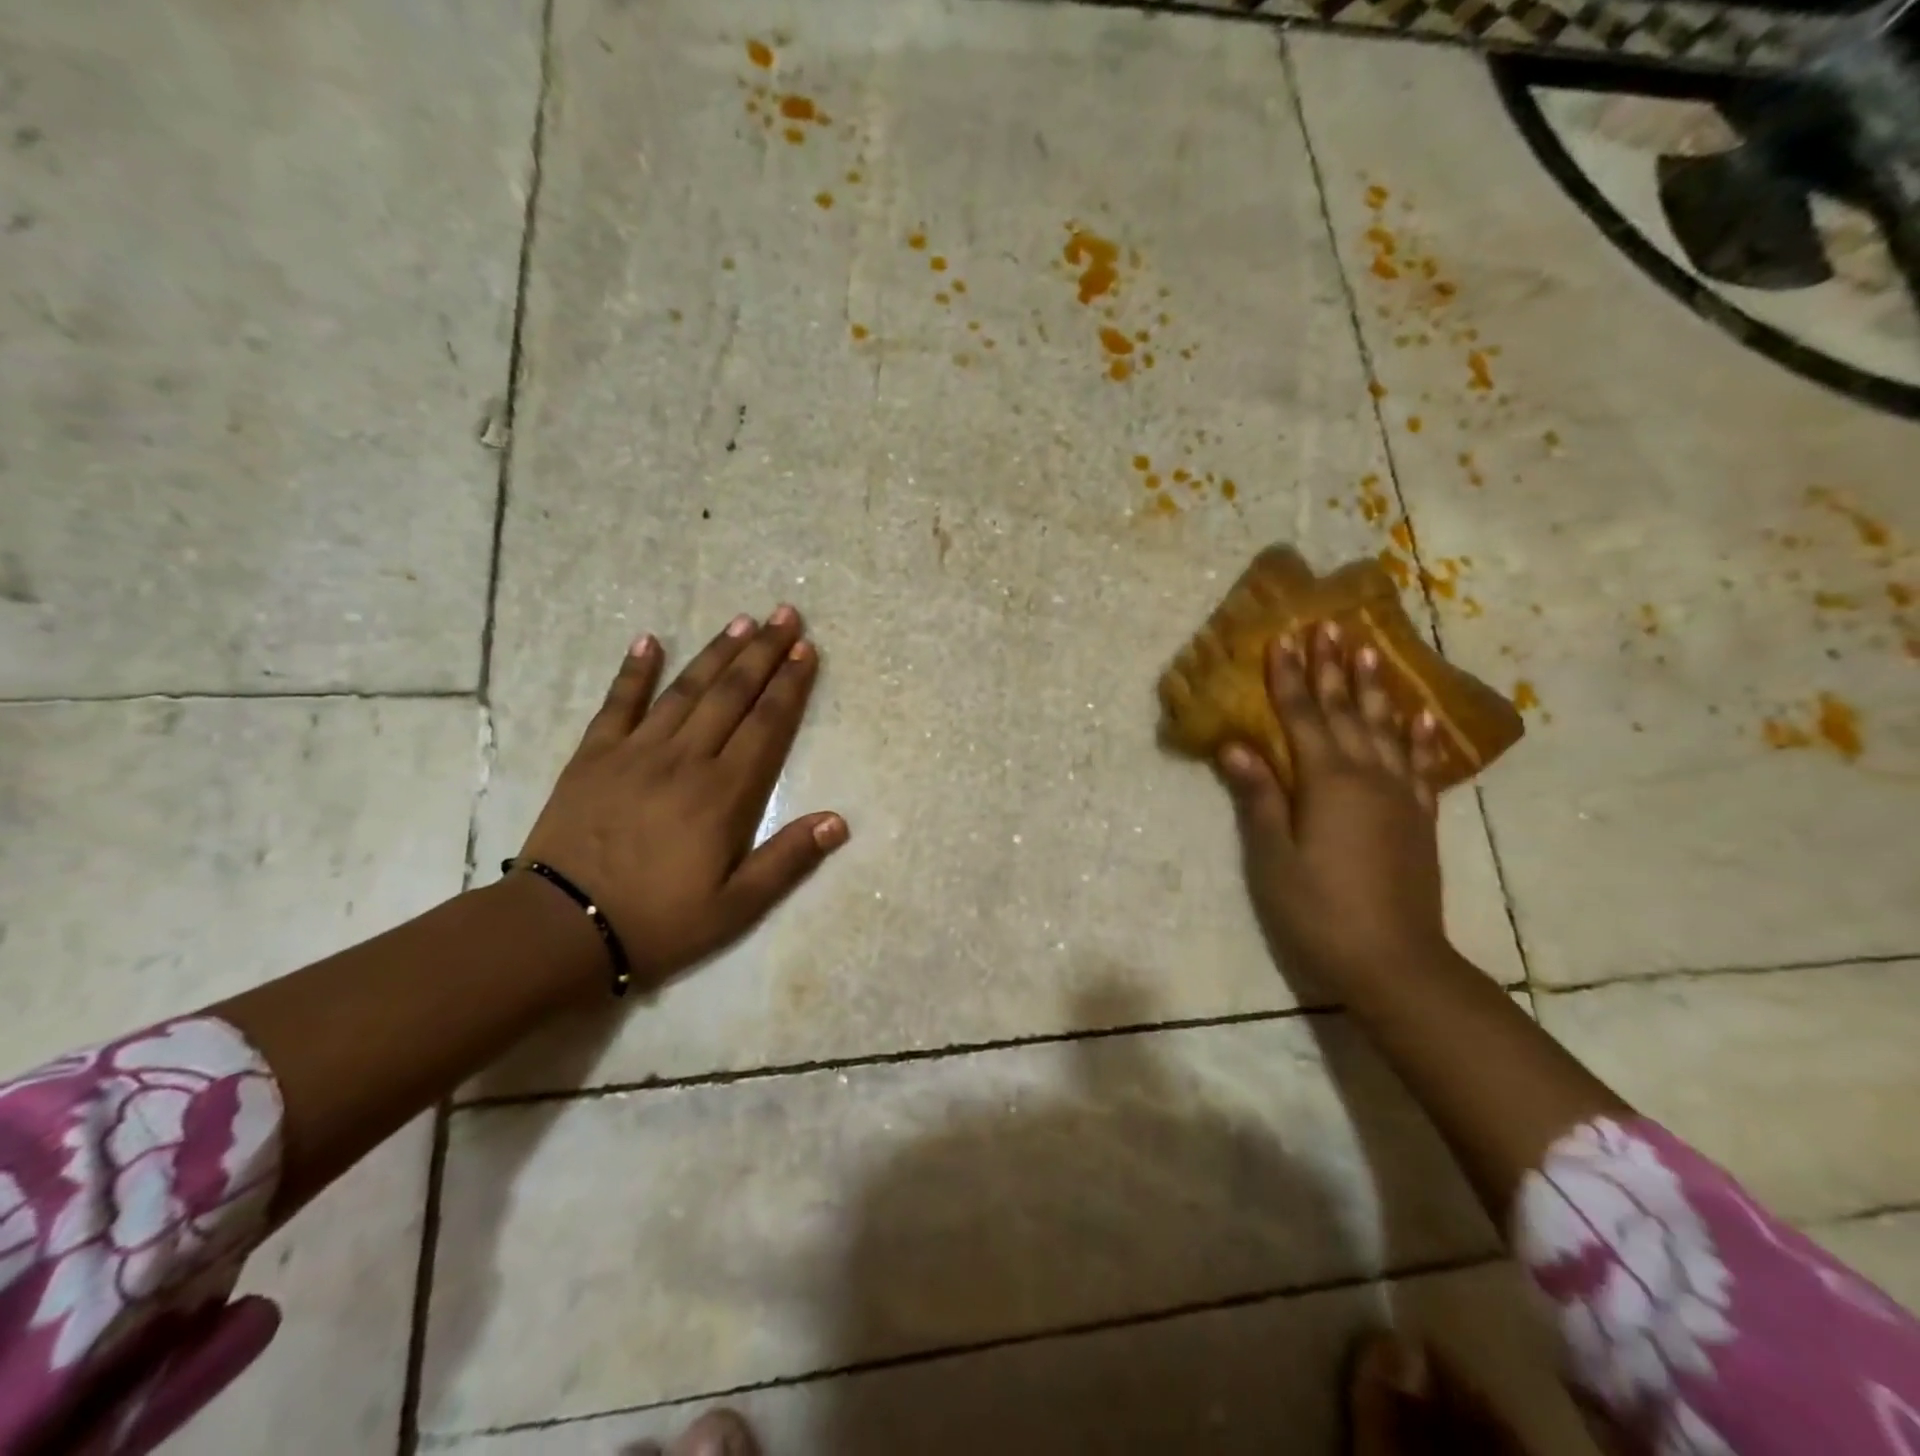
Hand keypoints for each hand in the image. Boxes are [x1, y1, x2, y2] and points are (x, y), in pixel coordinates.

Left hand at [518, 606, 846, 990]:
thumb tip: (839, 821)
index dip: (790, 685)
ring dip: (715, 653)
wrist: (561, 930)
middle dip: (763, 653)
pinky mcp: (593, 756)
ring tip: (741, 622)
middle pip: (731, 694)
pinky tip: (647, 640)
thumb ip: (788, 860)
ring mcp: (635, 752)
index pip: (767, 725)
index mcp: (723, 794)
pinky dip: (634, 671)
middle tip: (784, 614)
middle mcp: (685, 759)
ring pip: (685, 690)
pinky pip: (618, 703)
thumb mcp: (736, 907)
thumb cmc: (659, 922)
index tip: (806, 649)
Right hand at [1216, 623, 1448, 986]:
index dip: (1289, 677)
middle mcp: (1368, 776)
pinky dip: (1417, 735)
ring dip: (1374, 687)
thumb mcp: (1274, 857)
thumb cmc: (1319, 910)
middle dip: (1333, 667)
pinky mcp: (1420, 818)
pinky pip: (1420, 764)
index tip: (1283, 637)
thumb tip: (1234, 745)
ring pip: (1385, 728)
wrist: (1395, 962)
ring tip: (1370, 649)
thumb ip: (1259, 797)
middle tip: (1328, 625)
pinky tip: (1418, 715)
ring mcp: (1400, 795)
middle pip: (1346, 711)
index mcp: (1327, 783)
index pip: (1303, 717)